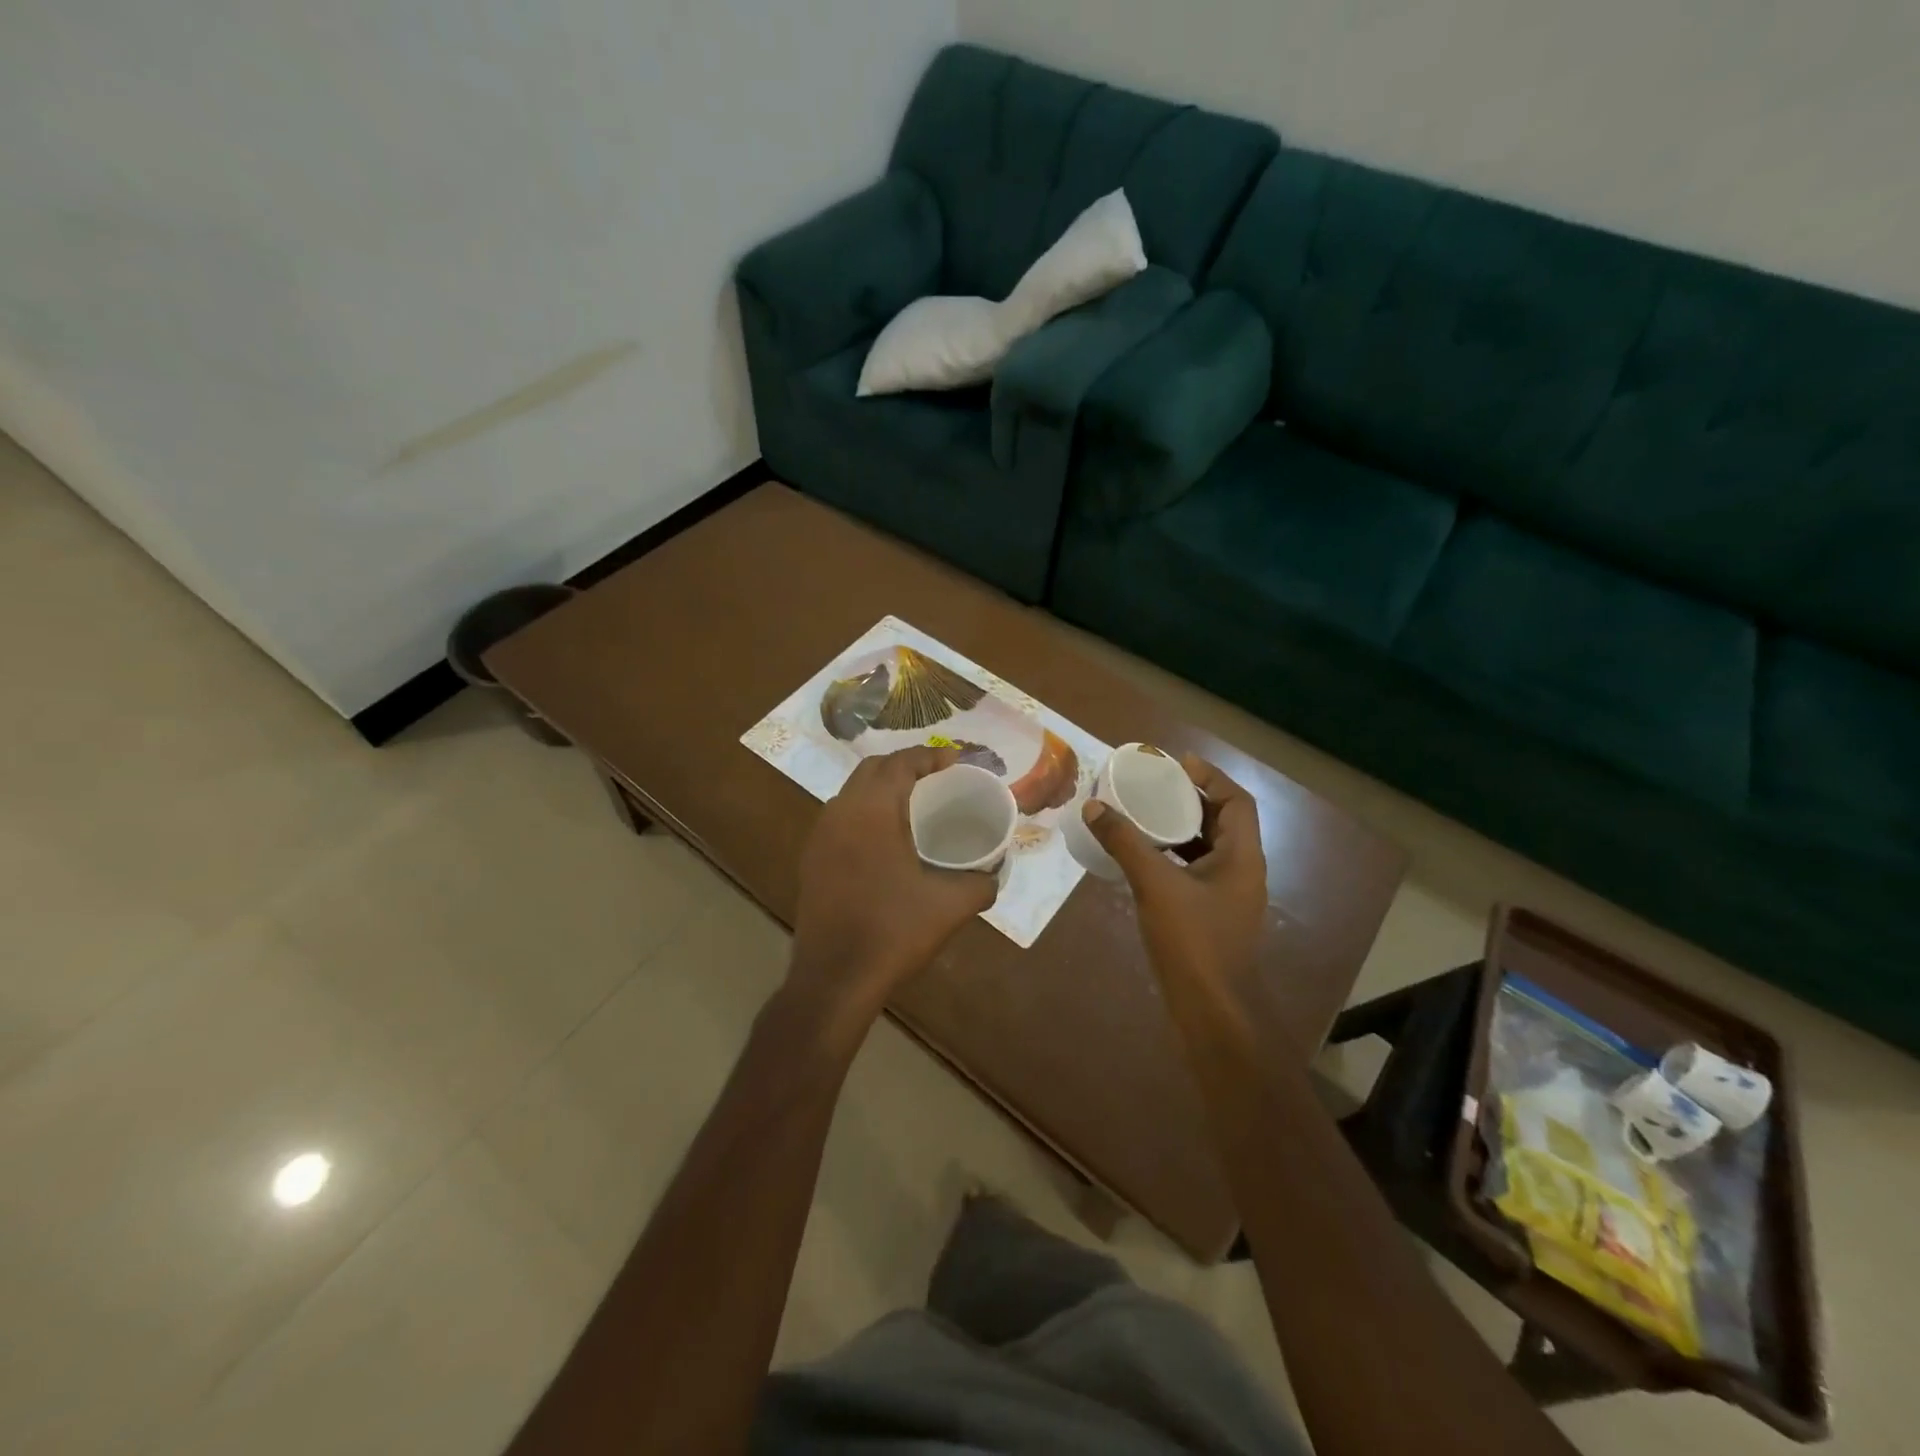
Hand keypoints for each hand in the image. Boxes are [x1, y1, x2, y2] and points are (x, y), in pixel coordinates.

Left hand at [790, 746, 999, 1016]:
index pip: (901, 762)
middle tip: (939, 779)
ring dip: (882, 788)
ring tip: (915, 805)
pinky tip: (886, 840)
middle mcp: (840, 812)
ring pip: (853, 792)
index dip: (931, 755)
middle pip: (873, 769)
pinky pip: (842, 818)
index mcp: (872, 810)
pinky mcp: (812, 860)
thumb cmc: (893, 932)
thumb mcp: (951, 906)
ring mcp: (820, 836)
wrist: (834, 979)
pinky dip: (866, 813)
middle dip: (906, 765)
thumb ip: (981, 883)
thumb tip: (994, 873)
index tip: (957, 762)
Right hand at [1080, 754, 1267, 994]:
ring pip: (1207, 848)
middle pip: (1222, 821)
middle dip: (1190, 799)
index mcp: (1242, 857)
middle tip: (1154, 786)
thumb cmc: (1193, 942)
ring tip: (1143, 814)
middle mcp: (1241, 871)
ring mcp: (1227, 896)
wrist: (1212, 1012)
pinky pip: (1194, 871)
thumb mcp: (1155, 886)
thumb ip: (1125, 843)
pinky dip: (1172, 857)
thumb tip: (1093, 806)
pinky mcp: (1211, 916)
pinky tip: (1142, 858)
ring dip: (1180, 828)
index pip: (1237, 801)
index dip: (1211, 777)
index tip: (1178, 764)